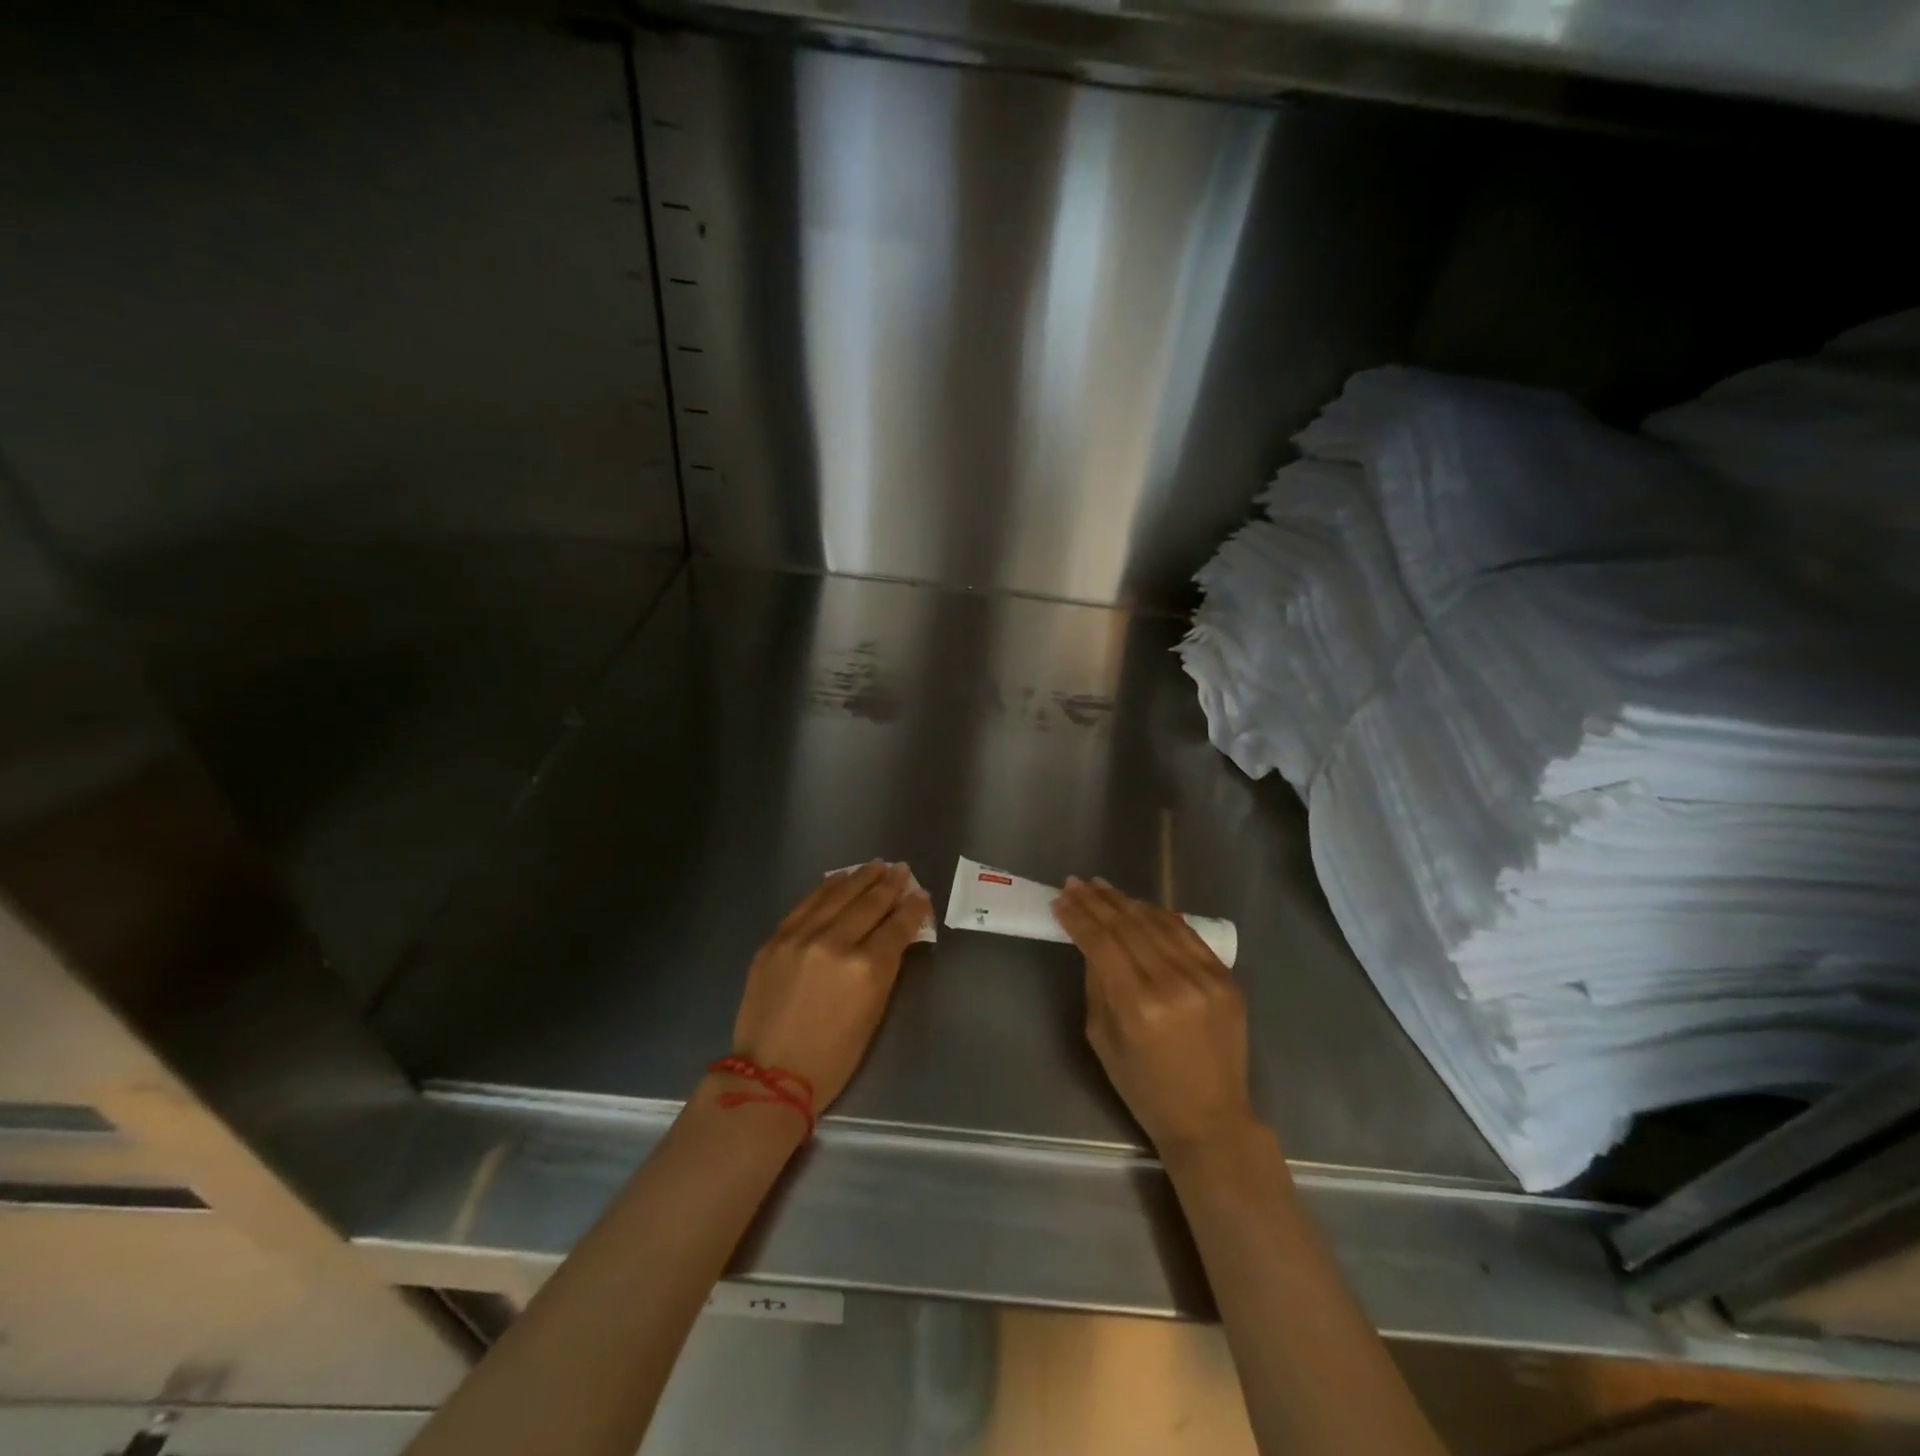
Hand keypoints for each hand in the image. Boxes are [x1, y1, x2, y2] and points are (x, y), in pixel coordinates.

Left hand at [730, 862, 930, 1110]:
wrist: (769, 1075)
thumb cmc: (833, 1057)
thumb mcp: (873, 1012)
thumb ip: (886, 967)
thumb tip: (897, 935)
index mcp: (866, 968)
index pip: (897, 926)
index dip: (913, 909)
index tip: (922, 896)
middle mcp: (834, 943)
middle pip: (869, 903)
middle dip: (889, 884)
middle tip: (902, 870)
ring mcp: (801, 937)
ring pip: (837, 895)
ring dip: (860, 877)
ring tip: (876, 865)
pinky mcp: (776, 939)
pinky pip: (807, 904)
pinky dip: (827, 889)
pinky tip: (839, 879)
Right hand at [1052, 877, 1256, 1160]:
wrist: (1210, 1118)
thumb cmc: (1144, 1087)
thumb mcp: (1102, 1038)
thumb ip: (1097, 984)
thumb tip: (1090, 941)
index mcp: (1138, 1005)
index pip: (1101, 942)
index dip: (1078, 917)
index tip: (1060, 899)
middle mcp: (1173, 983)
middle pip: (1128, 925)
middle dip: (1097, 901)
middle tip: (1076, 883)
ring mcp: (1205, 978)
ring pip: (1158, 922)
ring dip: (1126, 901)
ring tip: (1102, 888)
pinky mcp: (1226, 978)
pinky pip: (1187, 935)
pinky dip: (1161, 916)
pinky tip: (1140, 906)